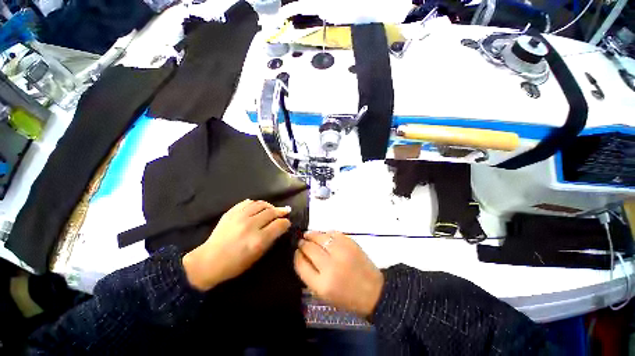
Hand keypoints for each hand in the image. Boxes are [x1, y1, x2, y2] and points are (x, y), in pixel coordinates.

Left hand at [182, 199, 290, 291]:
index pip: (279, 224)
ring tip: (273, 208)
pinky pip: (247, 202)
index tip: (287, 223)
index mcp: (258, 239)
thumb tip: (281, 227)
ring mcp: (239, 217)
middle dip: (281, 211)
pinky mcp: (231, 212)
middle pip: (271, 212)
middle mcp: (250, 225)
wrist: (209, 261)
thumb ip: (271, 239)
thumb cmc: (235, 264)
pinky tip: (258, 207)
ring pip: (261, 204)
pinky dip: (256, 203)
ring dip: (270, 205)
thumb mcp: (257, 256)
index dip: (286, 223)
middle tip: (285, 211)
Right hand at [294, 231, 383, 318]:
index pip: (301, 264)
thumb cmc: (346, 296)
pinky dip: (325, 233)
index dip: (297, 255)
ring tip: (309, 235)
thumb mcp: (323, 294)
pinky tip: (324, 236)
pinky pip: (333, 233)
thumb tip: (301, 255)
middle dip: (303, 243)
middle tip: (301, 241)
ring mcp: (342, 252)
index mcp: (322, 284)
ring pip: (320, 237)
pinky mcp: (350, 243)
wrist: (373, 291)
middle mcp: (331, 266)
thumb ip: (309, 274)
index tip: (296, 251)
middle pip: (309, 248)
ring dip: (312, 234)